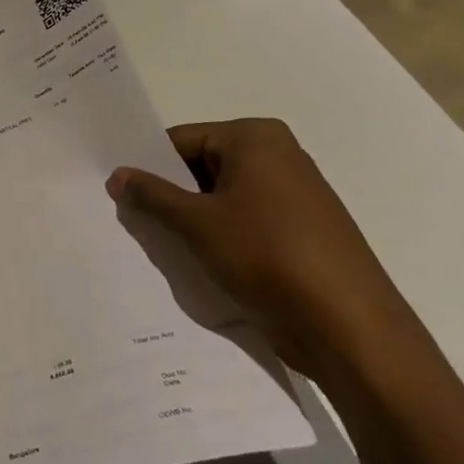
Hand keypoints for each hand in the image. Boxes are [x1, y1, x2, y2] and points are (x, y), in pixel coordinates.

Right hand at [107, 118, 429, 386]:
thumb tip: (117, 175)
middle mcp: (278, 155)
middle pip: (201, 166)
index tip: (116, 189)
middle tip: (128, 217)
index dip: (147, 165)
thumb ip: (151, 195)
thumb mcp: (196, 222)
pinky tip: (194, 259)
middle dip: (168, 193)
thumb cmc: (266, 256)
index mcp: (255, 138)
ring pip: (220, 197)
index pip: (181, 140)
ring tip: (157, 241)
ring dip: (190, 218)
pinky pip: (243, 220)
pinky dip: (217, 235)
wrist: (348, 326)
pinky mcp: (299, 230)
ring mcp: (293, 194)